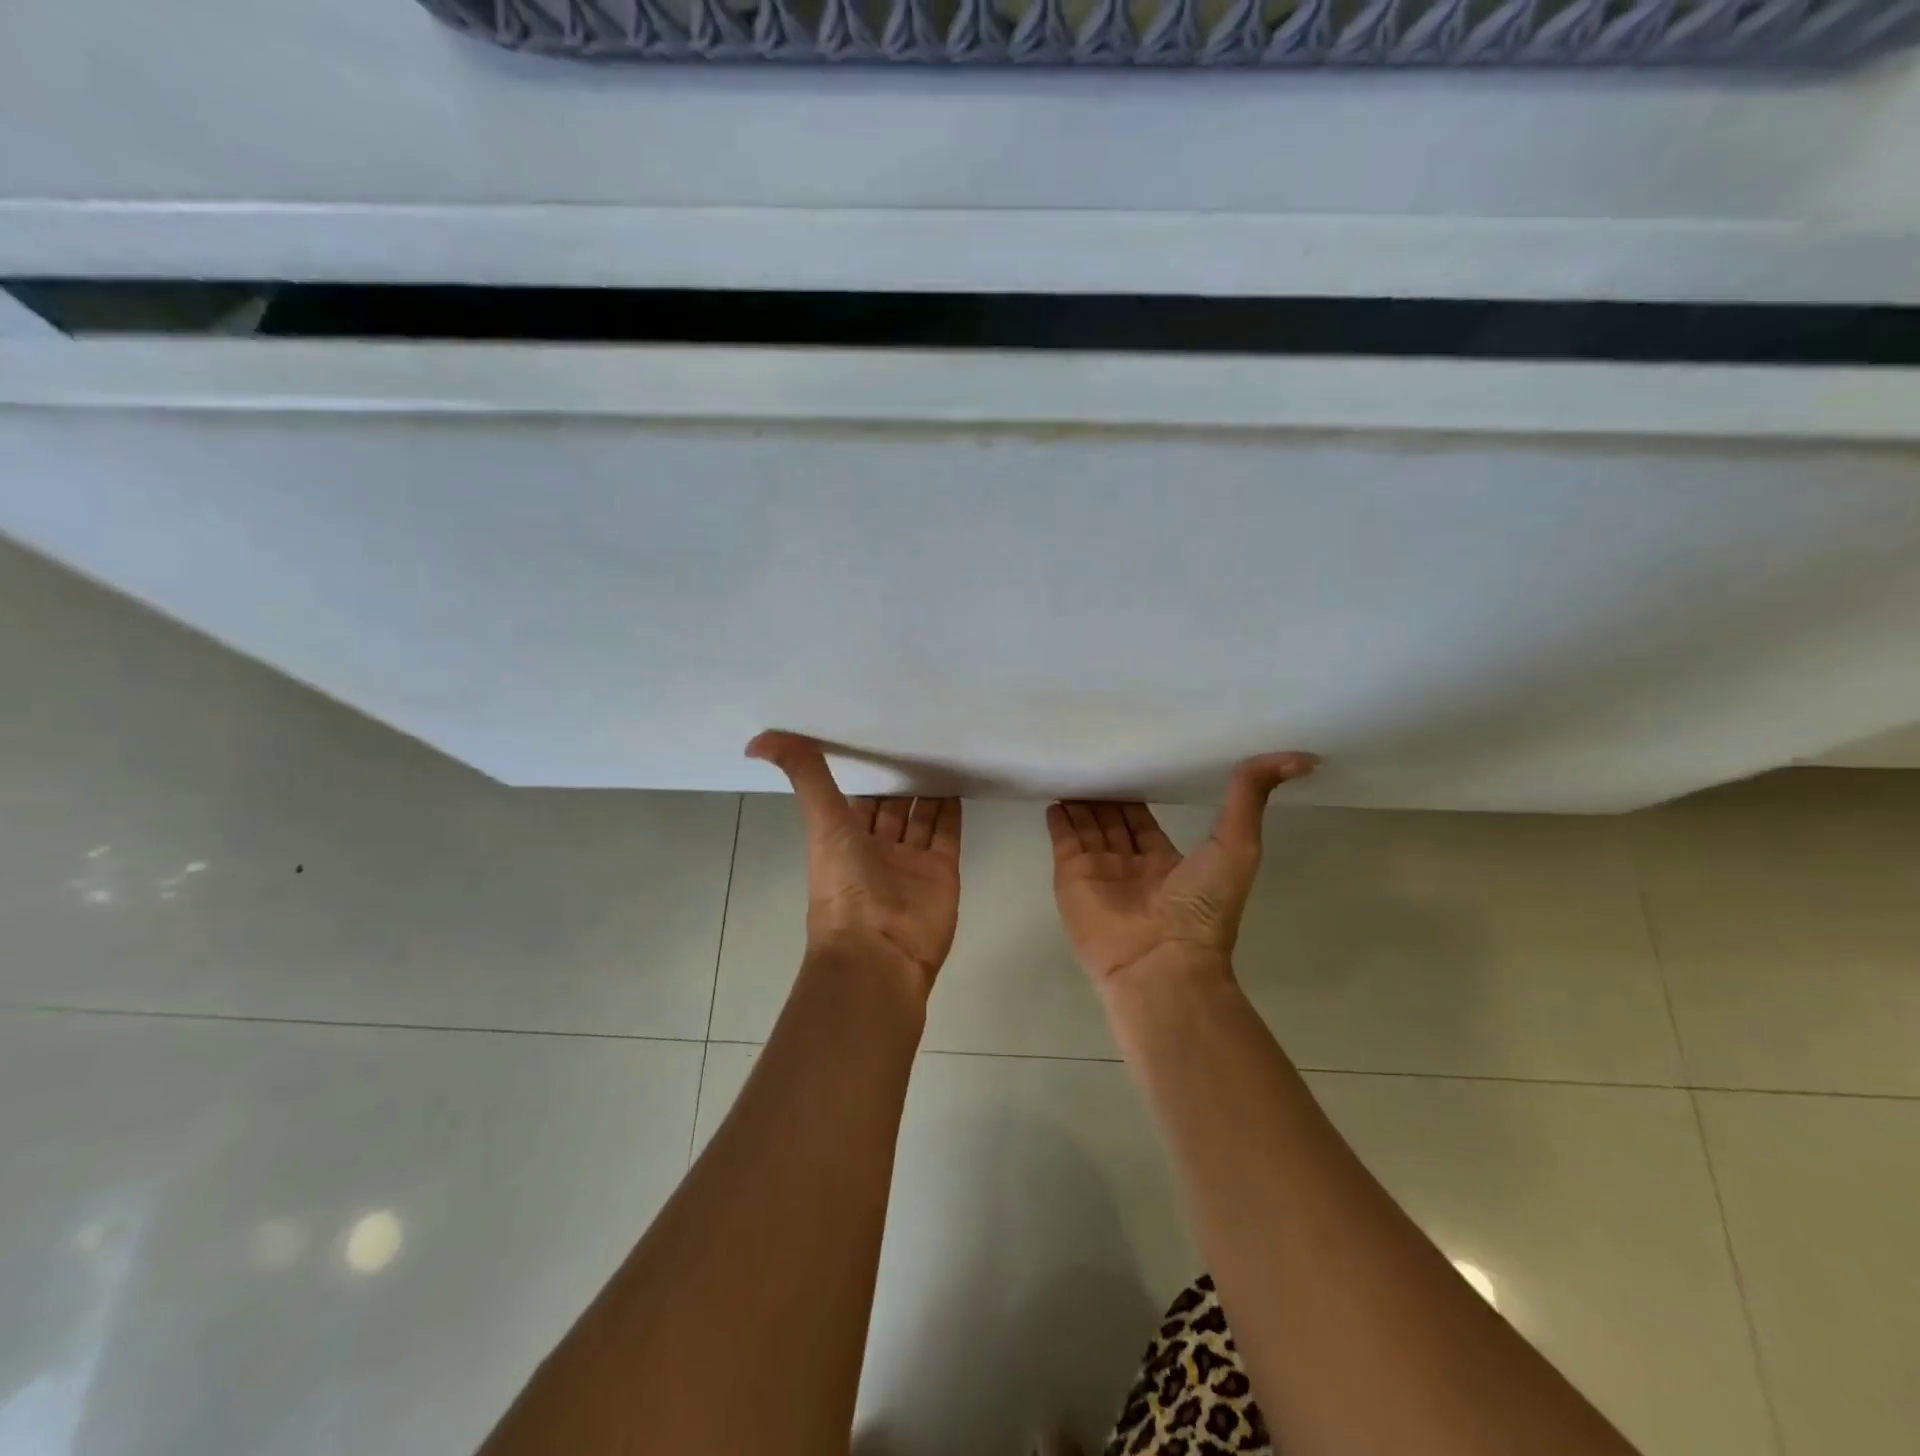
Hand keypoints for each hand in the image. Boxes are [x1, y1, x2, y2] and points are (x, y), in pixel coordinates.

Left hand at [747, 732, 961, 989]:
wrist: (880, 953)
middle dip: (900, 778)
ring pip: (921, 819)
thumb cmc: (845, 886)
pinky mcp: (942, 872)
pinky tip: (958, 781)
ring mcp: (911, 863)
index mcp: (843, 841)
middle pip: (891, 808)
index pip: (856, 799)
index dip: (864, 772)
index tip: (875, 736)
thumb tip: (757, 740)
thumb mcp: (821, 823)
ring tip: (941, 751)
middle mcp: (877, 850)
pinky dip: (952, 811)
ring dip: (928, 791)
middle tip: (917, 736)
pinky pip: (948, 835)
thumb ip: (804, 777)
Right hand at [1047, 753, 1317, 984]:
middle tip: (1096, 754)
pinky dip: (1058, 819)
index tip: (1132, 760)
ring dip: (1081, 800)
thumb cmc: (1201, 908)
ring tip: (1073, 764)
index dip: (1138, 794)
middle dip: (1105, 793)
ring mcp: (1099, 873)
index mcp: (1167, 863)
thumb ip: (1250, 798)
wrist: (1160, 964)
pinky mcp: (1071, 877)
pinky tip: (1054, 793)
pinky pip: (1063, 840)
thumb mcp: (1237, 845)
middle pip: (1113, 821)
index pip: (1144, 821)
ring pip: (1087, 826)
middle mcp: (1130, 866)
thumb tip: (1299, 758)